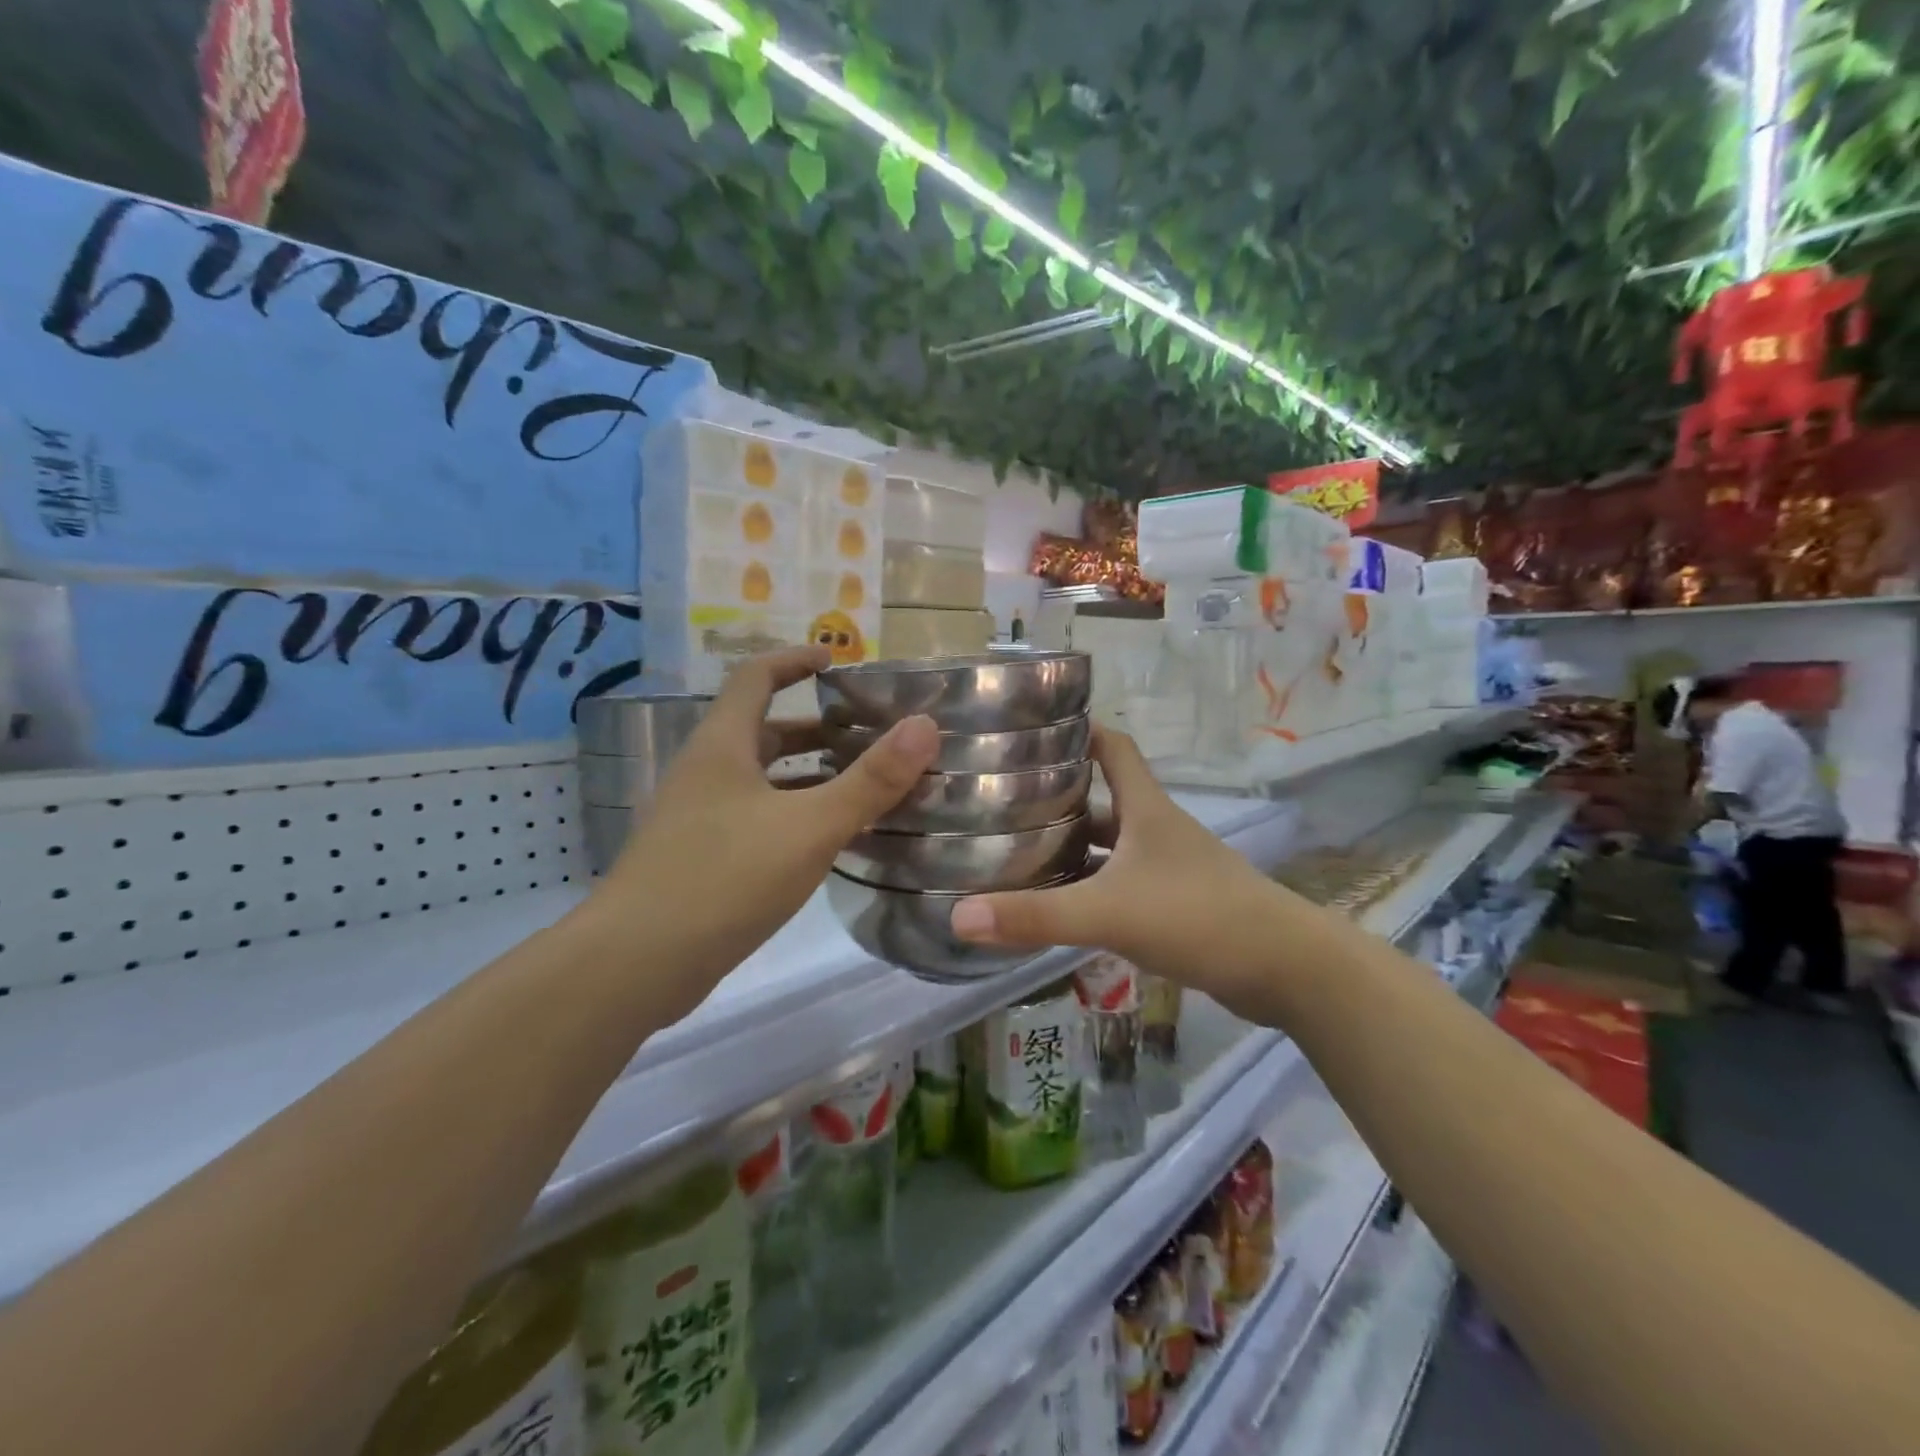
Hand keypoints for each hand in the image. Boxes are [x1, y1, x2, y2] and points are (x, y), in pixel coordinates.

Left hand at [589, 647, 937, 1015]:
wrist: (636, 964)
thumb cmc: (724, 878)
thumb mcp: (810, 826)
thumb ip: (870, 780)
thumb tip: (925, 726)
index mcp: (723, 745)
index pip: (755, 677)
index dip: (795, 660)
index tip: (837, 660)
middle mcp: (705, 772)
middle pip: (762, 730)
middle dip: (815, 727)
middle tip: (867, 736)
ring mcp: (697, 817)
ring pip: (760, 779)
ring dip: (807, 775)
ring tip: (860, 787)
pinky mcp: (699, 858)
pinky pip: (755, 818)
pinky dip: (792, 815)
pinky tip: (825, 843)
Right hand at [949, 726, 1292, 1015]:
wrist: (1285, 968)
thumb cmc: (1198, 916)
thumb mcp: (1109, 912)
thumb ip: (1036, 915)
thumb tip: (958, 916)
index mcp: (1145, 808)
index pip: (1113, 746)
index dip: (1078, 730)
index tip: (1031, 728)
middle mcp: (1157, 828)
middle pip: (1104, 796)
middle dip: (1059, 794)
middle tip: (1002, 798)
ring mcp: (1169, 866)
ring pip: (1111, 844)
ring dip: (1073, 845)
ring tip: (1018, 851)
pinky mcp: (1176, 903)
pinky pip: (1122, 882)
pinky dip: (1092, 886)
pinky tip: (1061, 905)